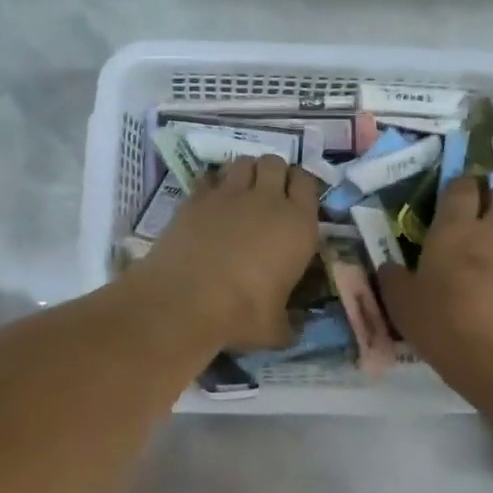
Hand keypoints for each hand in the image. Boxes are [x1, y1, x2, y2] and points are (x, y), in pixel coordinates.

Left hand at [138, 155, 321, 348]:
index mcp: (298, 224)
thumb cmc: (241, 314)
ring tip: (241, 192)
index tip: (296, 200)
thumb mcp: (276, 329)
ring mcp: (229, 194)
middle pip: (275, 162)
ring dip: (246, 172)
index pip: (308, 182)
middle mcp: (267, 200)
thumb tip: (295, 329)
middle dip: (274, 173)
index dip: (301, 186)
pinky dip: (214, 184)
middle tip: (268, 195)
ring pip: (244, 162)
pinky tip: (211, 203)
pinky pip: (210, 177)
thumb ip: (290, 324)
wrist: (184, 301)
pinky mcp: (196, 198)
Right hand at [378, 176, 492, 382]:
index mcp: (454, 229)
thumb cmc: (445, 326)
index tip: (449, 195)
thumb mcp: (403, 306)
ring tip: (489, 244)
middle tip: (476, 212)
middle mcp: (492, 231)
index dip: (458, 184)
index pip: (462, 186)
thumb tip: (389, 266)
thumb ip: (393, 279)